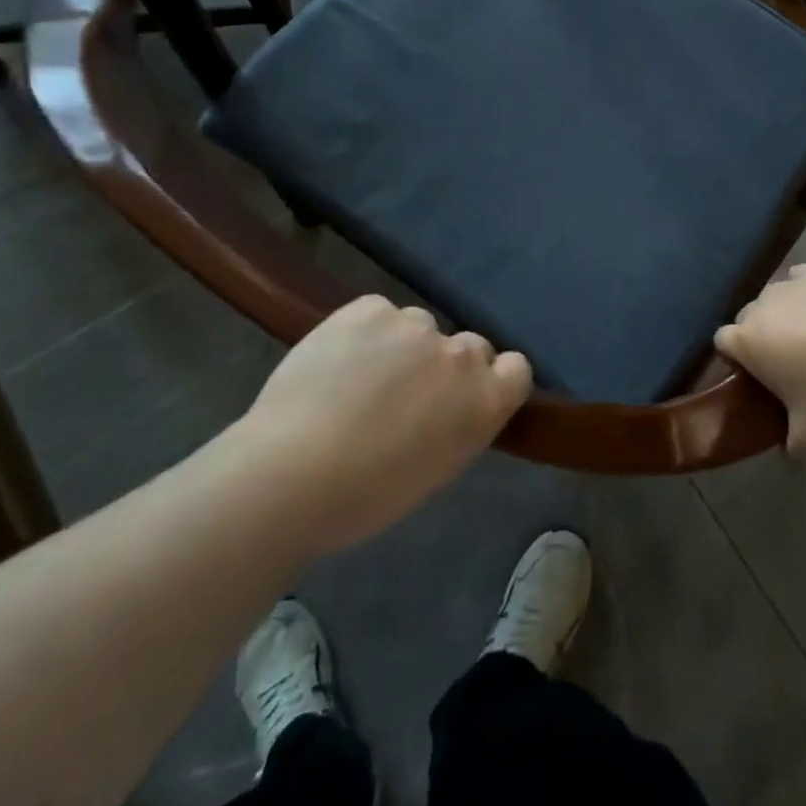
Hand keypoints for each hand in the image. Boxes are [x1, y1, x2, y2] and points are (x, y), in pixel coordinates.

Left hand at [239, 295, 531, 547]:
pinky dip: (363, 332)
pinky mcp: (370, 308)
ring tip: (357, 380)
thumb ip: (457, 424)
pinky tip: (335, 362)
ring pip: (418, 327)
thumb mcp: (434, 469)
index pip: (516, 368)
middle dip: (444, 365)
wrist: (288, 475)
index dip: (492, 379)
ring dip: (401, 347)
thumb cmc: (364, 497)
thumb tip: (447, 406)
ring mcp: (415, 325)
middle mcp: (461, 355)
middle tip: (403, 395)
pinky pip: (378, 313)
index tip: (462, 398)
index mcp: (484, 401)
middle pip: (468, 346)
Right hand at [718, 265, 805, 455]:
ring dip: (786, 315)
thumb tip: (790, 452)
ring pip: (776, 298)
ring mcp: (791, 283)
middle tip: (789, 364)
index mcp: (747, 341)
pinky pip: (802, 280)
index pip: (722, 342)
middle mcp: (761, 304)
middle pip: (748, 318)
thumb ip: (792, 447)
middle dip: (761, 336)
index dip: (737, 359)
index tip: (757, 377)